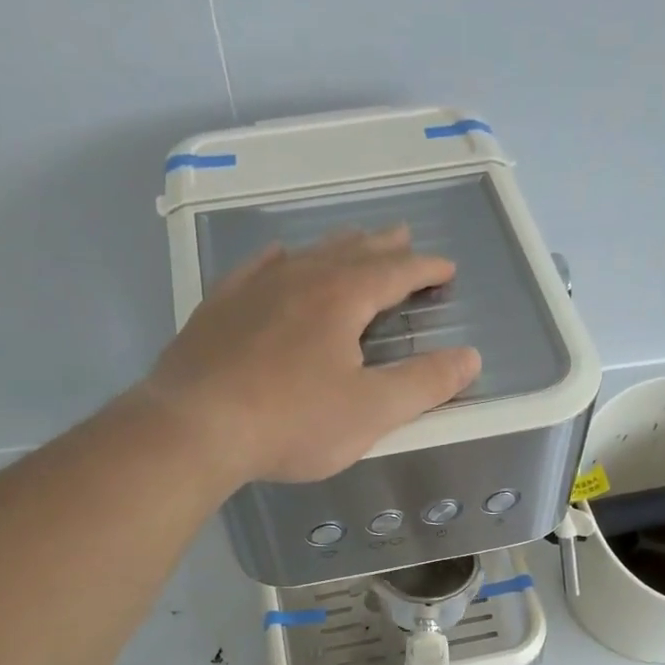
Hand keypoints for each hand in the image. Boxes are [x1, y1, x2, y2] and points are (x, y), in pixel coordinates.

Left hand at [143, 226, 481, 484]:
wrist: (195, 427)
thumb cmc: (292, 422)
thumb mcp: (371, 411)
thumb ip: (424, 384)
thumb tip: (469, 357)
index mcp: (342, 298)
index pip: (395, 272)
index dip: (425, 269)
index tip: (446, 268)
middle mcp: (300, 278)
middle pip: (352, 252)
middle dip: (384, 247)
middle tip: (404, 238)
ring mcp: (254, 288)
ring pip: (306, 254)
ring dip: (337, 247)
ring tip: (353, 242)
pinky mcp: (219, 308)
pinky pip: (257, 268)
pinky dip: (280, 260)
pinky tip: (279, 258)